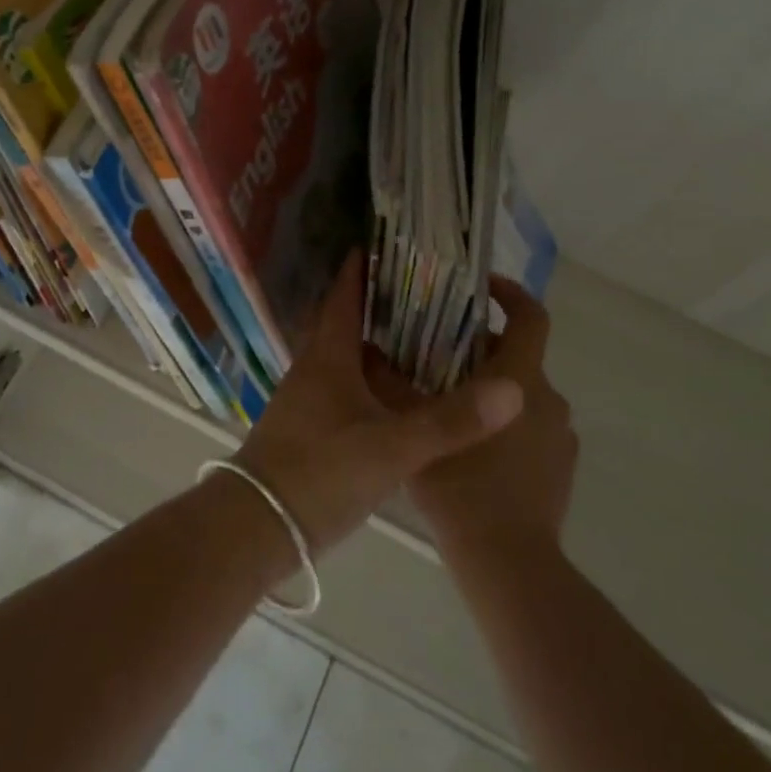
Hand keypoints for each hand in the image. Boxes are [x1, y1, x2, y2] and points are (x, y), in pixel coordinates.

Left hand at [230, 252, 525, 557]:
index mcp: (328, 356)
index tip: (389, 244)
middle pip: (345, 321)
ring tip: (420, 336)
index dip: (362, 268)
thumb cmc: (319, 474)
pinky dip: (369, 378)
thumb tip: (513, 389)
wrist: (256, 527)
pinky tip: (395, 394)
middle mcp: (313, 368)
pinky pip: (343, 386)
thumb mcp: (391, 449)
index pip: (344, 296)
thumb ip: (450, 422)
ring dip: (374, 342)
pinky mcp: (309, 427)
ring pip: (344, 356)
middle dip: (376, 303)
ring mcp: (307, 399)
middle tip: (423, 292)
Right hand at [369, 276, 576, 561]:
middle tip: (435, 357)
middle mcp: (548, 398)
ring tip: (446, 406)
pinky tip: (471, 451)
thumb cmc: (462, 488)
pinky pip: (531, 428)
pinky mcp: (561, 467)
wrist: (509, 564)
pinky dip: (504, 424)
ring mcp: (560, 435)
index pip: (531, 317)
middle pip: (517, 355)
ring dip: (489, 390)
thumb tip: (369, 351)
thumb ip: (392, 386)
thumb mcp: (416, 431)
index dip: (510, 293)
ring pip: (521, 394)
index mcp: (519, 379)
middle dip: (479, 350)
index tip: (480, 286)